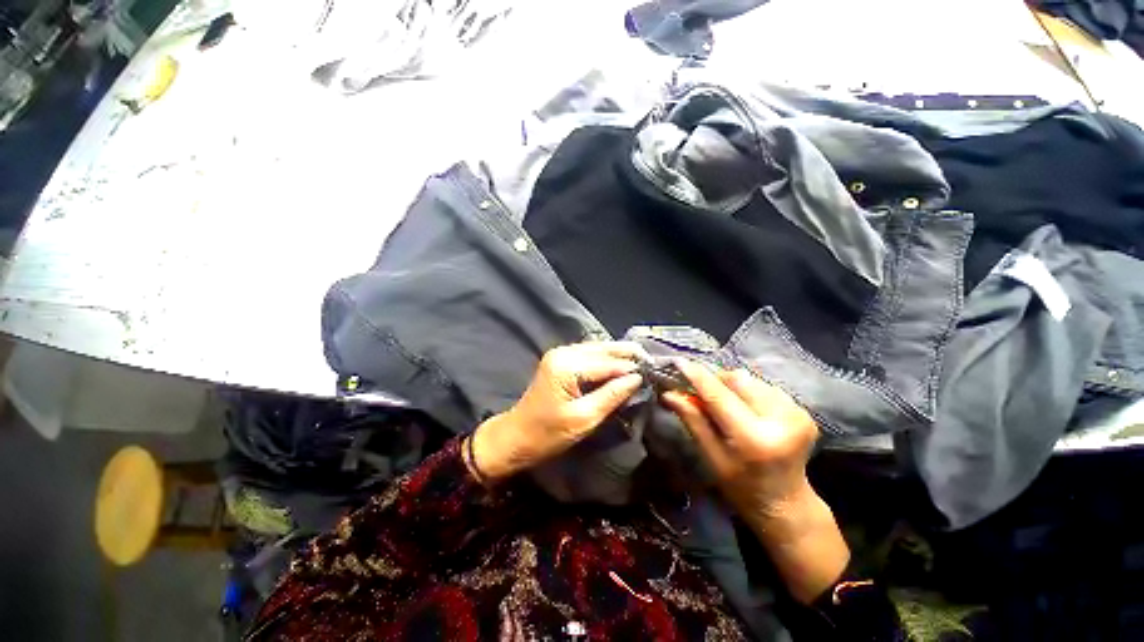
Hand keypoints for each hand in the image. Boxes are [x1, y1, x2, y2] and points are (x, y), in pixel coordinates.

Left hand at [468, 342, 645, 482]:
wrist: (516, 436)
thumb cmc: (547, 434)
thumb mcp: (584, 419)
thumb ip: (611, 396)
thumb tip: (637, 379)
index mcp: (567, 366)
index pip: (607, 362)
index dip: (632, 367)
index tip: (654, 372)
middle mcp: (564, 352)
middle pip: (603, 348)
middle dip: (628, 354)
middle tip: (652, 362)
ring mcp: (560, 354)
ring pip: (597, 348)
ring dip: (619, 354)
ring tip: (642, 362)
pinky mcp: (560, 360)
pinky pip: (589, 354)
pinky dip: (606, 358)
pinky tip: (620, 365)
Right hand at [661, 362, 818, 517]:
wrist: (787, 504)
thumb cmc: (742, 487)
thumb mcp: (711, 456)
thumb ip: (693, 420)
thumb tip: (669, 393)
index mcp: (755, 439)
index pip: (719, 396)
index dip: (697, 376)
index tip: (678, 362)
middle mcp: (781, 420)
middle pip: (738, 379)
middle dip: (715, 380)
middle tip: (699, 390)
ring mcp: (797, 413)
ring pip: (751, 380)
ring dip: (731, 385)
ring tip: (723, 402)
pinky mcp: (802, 410)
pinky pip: (764, 386)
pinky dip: (747, 391)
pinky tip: (744, 408)